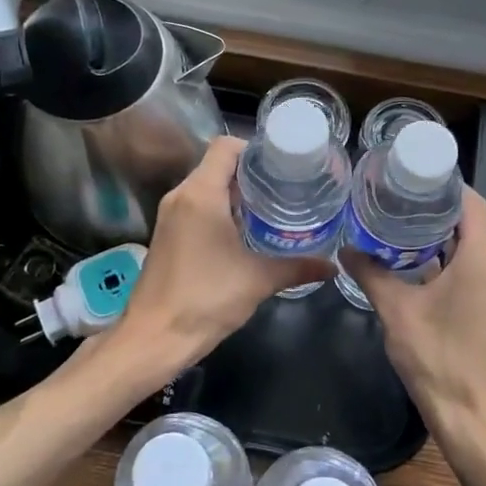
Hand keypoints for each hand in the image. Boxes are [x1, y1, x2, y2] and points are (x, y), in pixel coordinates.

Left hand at [114, 136, 330, 371]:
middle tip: (287, 187)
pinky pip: (197, 208)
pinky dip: (220, 211)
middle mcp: (181, 196)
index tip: (283, 166)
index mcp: (201, 193)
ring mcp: (170, 216)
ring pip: (206, 188)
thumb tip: (331, 266)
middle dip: (252, 174)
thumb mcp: (258, 280)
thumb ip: (297, 268)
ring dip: (236, 194)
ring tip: (272, 208)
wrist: (154, 338)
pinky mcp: (167, 236)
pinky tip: (245, 233)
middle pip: (217, 165)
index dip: (255, 149)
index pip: (226, 146)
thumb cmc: (206, 299)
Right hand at [346, 189, 485, 458]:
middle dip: (435, 209)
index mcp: (483, 261)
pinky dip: (447, 260)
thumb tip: (345, 249)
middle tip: (395, 198)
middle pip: (471, 223)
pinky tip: (413, 264)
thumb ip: (371, 274)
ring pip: (472, 248)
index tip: (411, 176)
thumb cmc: (437, 360)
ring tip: (397, 225)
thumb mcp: (397, 312)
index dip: (444, 185)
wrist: (473, 419)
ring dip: (439, 236)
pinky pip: (473, 269)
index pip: (471, 203)